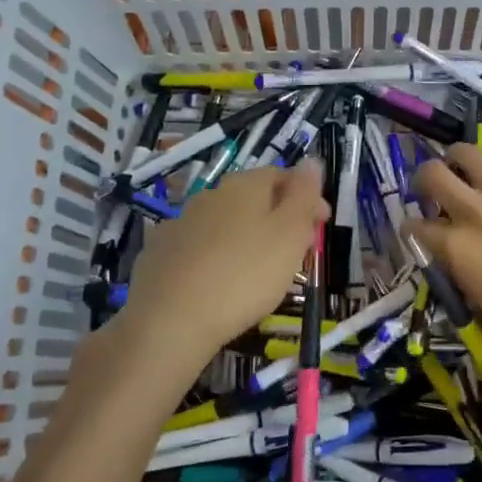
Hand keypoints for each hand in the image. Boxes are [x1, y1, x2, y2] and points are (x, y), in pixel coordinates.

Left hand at [121, 164, 328, 361]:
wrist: (169, 321)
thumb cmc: (244, 275)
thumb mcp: (289, 234)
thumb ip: (303, 195)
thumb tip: (311, 161)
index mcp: (245, 185)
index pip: (282, 175)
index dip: (306, 197)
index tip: (321, 226)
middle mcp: (211, 194)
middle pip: (253, 198)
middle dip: (277, 218)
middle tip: (295, 252)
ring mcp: (180, 222)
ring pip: (224, 222)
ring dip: (245, 237)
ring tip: (258, 271)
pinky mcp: (159, 252)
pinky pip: (197, 246)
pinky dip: (214, 256)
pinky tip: (217, 281)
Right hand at [411, 125, 481, 421]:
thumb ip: (472, 289)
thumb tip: (469, 275)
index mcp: (458, 253)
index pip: (418, 229)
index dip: (412, 231)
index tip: (416, 233)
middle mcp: (478, 216)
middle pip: (435, 178)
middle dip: (425, 180)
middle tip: (431, 187)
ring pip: (473, 157)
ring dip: (458, 156)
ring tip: (459, 160)